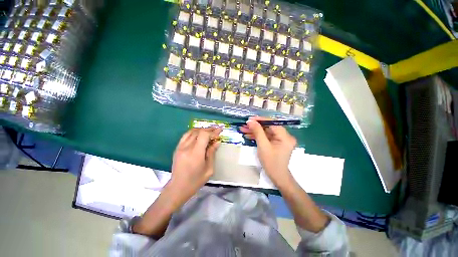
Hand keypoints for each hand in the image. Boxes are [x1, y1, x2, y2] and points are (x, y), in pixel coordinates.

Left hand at [170, 127, 221, 196]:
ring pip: (192, 131)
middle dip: (209, 129)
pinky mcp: (177, 148)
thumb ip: (212, 153)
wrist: (178, 187)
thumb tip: (217, 142)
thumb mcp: (209, 169)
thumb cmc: (196, 180)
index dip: (213, 132)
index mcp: (195, 153)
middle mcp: (187, 148)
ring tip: (209, 131)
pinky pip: (186, 135)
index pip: (204, 135)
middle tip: (216, 130)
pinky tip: (199, 134)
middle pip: (198, 132)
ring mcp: (180, 147)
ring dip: (202, 129)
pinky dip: (194, 132)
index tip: (219, 131)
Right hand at [240, 117, 296, 184]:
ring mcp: (281, 139)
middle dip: (255, 126)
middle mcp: (285, 136)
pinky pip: (266, 137)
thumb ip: (257, 132)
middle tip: (244, 125)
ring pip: (266, 131)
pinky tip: (248, 135)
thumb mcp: (263, 146)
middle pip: (268, 127)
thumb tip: (251, 121)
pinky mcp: (276, 142)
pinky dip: (258, 136)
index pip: (272, 123)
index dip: (260, 120)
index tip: (249, 119)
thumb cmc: (271, 162)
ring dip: (255, 131)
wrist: (277, 176)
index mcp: (285, 136)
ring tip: (243, 129)